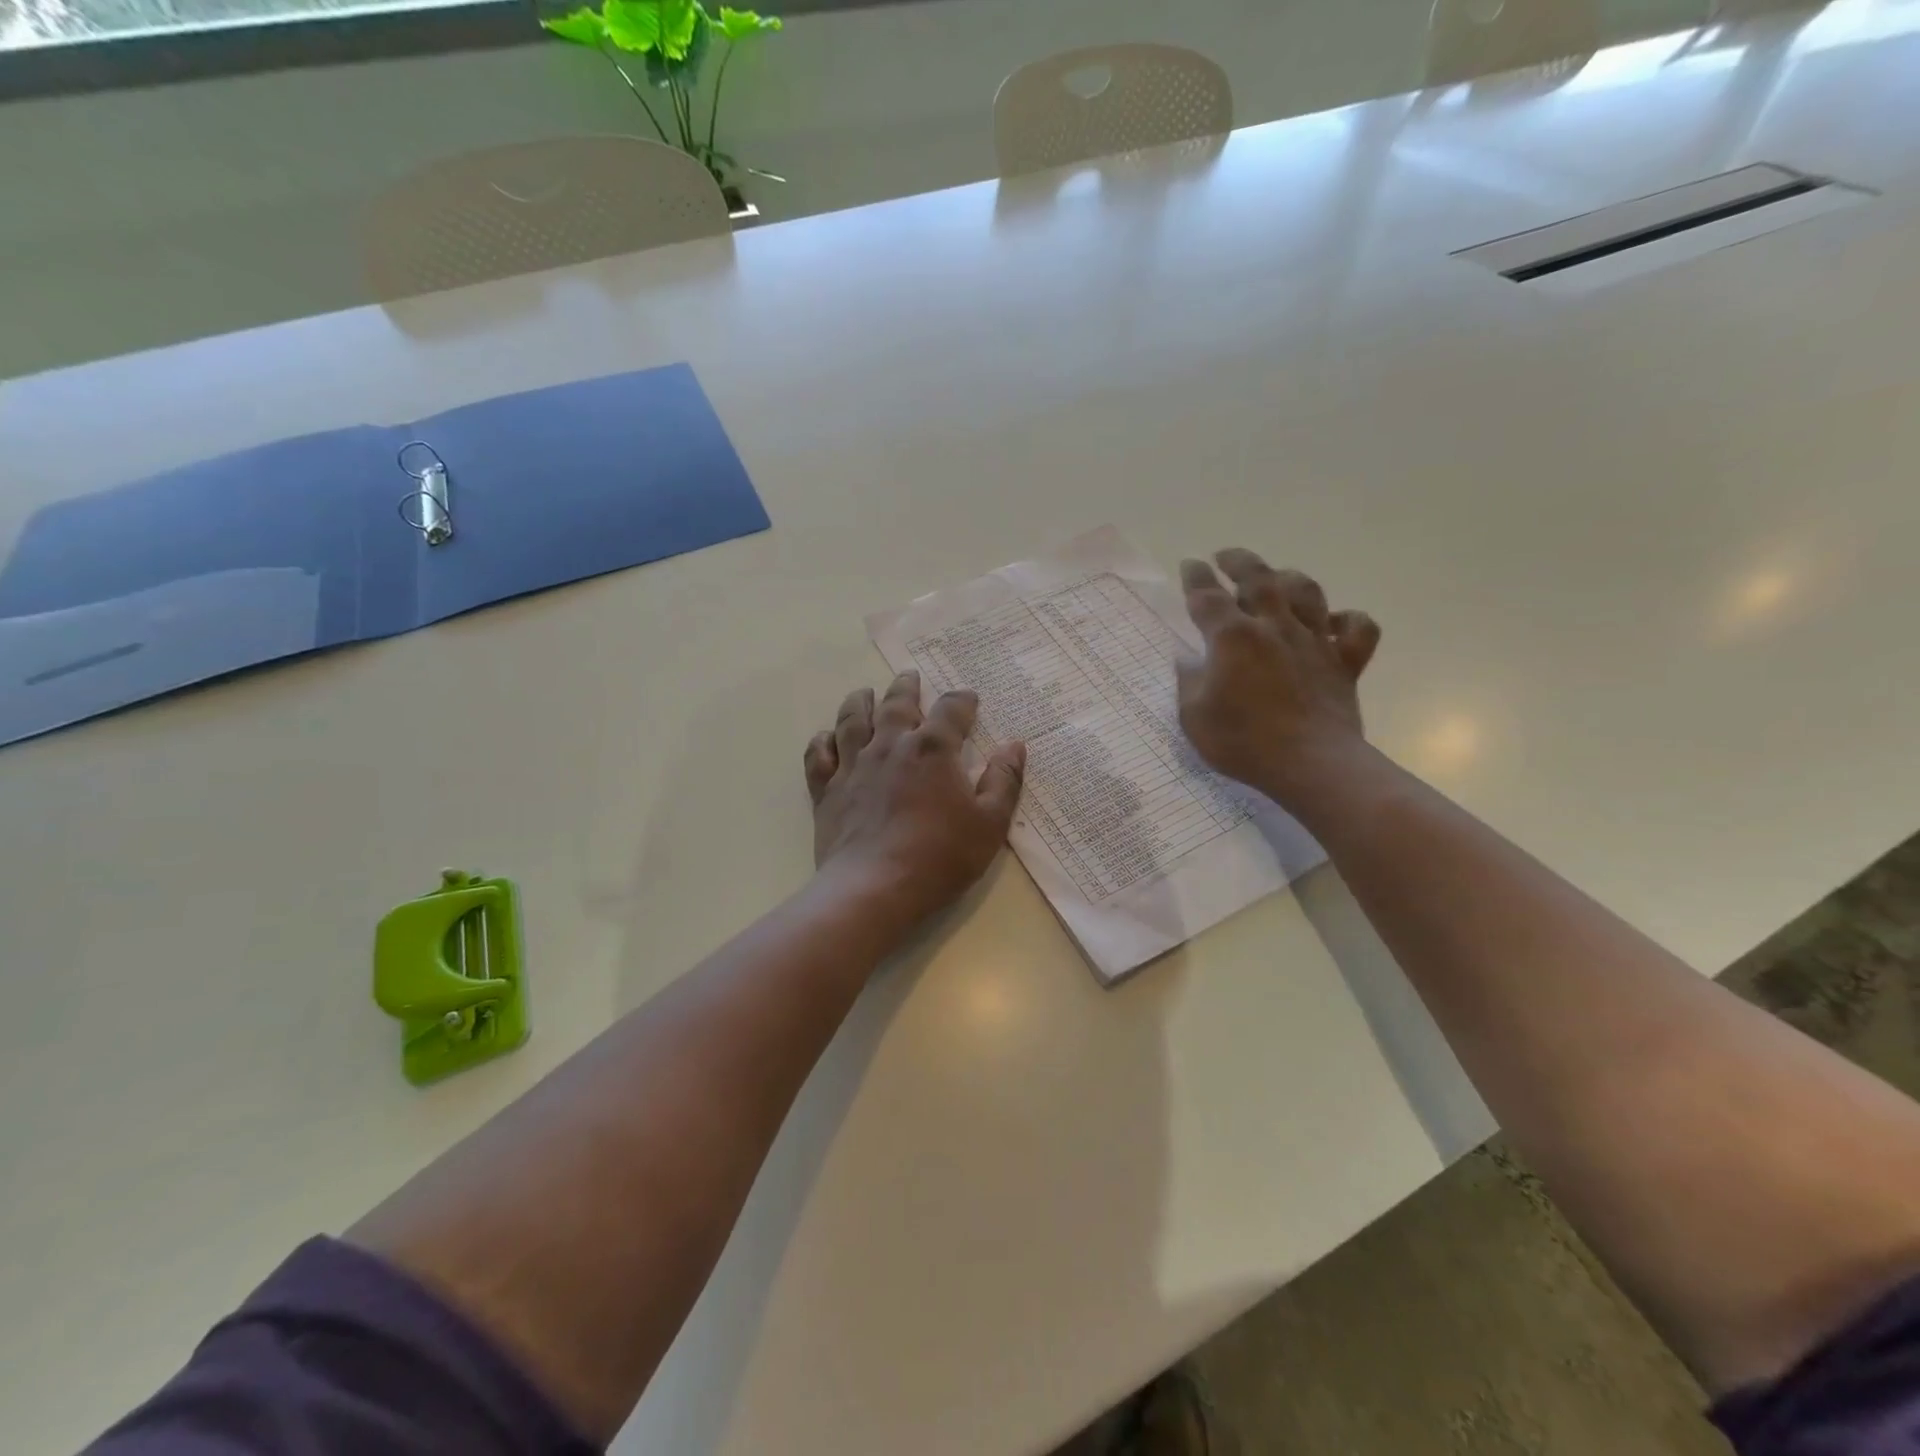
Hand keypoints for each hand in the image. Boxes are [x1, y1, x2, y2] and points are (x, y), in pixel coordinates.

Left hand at [803, 671, 1026, 928]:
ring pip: (853, 720)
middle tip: (910, 677)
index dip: (962, 701)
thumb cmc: (940, 857)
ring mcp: (854, 765)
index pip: (951, 710)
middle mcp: (890, 745)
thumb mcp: (989, 824)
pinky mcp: (827, 790)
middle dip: (906, 687)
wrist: (873, 888)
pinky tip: (827, 737)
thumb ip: (1004, 782)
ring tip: (865, 693)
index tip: (968, 698)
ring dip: (860, 702)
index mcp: (932, 749)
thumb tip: (1015, 746)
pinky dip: (823, 741)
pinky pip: (819, 755)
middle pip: (897, 703)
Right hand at [1176, 548, 1380, 809]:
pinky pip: (1355, 629)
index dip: (1195, 577)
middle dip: (1239, 561)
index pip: (1207, 596)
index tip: (1190, 565)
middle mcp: (1273, 627)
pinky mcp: (1344, 662)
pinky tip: (1332, 624)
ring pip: (1306, 592)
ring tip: (1276, 579)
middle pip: (1258, 578)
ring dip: (1289, 578)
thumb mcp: (1193, 716)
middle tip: (1226, 556)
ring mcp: (1313, 641)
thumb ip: (1188, 682)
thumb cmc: (1243, 742)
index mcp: (1232, 638)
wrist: (1311, 764)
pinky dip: (1346, 620)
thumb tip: (1187, 660)